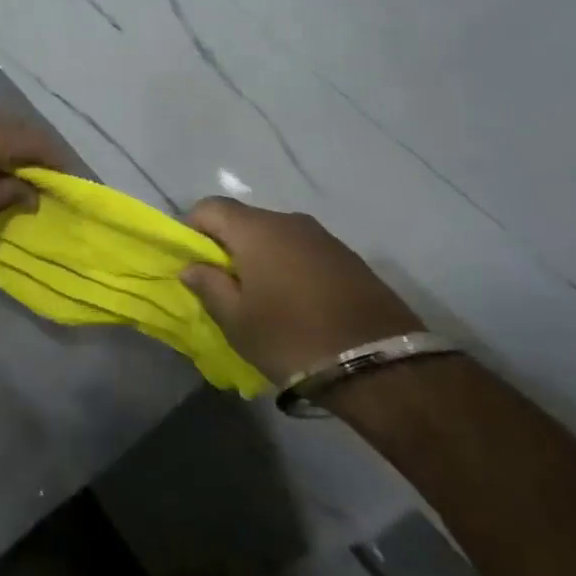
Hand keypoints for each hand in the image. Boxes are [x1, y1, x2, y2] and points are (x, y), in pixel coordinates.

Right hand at [179, 199, 424, 384]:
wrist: (382, 368)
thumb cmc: (293, 339)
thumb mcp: (237, 321)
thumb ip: (208, 286)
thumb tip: (192, 266)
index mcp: (255, 230)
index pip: (210, 207)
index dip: (192, 229)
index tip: (192, 262)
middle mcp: (289, 221)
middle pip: (244, 220)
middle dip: (227, 245)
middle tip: (225, 284)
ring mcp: (323, 238)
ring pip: (276, 236)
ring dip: (261, 257)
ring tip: (263, 297)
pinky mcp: (350, 258)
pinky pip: (304, 251)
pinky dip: (290, 267)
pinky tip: (297, 302)